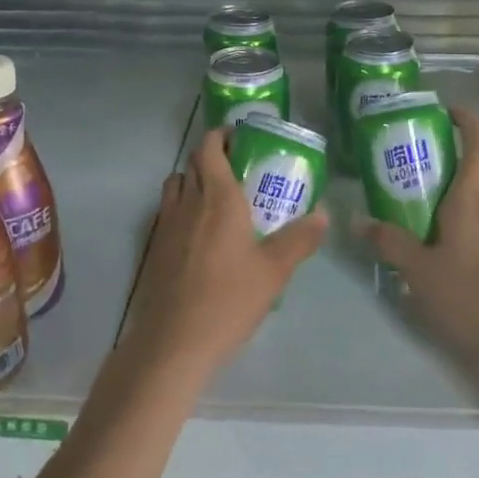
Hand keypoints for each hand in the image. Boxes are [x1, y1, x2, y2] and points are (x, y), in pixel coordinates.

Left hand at [124, 128, 326, 380]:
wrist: (174, 342)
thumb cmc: (228, 300)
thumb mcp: (274, 271)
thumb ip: (300, 238)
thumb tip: (324, 213)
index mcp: (218, 198)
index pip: (209, 148)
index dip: (221, 135)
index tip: (240, 138)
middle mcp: (188, 202)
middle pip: (191, 162)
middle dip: (211, 155)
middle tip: (238, 166)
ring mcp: (166, 225)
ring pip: (175, 184)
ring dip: (193, 178)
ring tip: (218, 196)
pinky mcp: (155, 247)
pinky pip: (167, 211)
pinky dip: (182, 206)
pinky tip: (200, 233)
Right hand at [356, 105, 478, 356]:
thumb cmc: (471, 293)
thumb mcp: (420, 269)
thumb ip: (390, 242)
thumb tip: (359, 220)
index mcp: (471, 200)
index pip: (478, 146)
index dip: (467, 121)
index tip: (446, 110)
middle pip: (476, 166)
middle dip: (451, 150)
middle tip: (413, 150)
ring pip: (473, 194)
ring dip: (449, 183)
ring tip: (410, 189)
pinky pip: (472, 219)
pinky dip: (451, 212)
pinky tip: (427, 233)